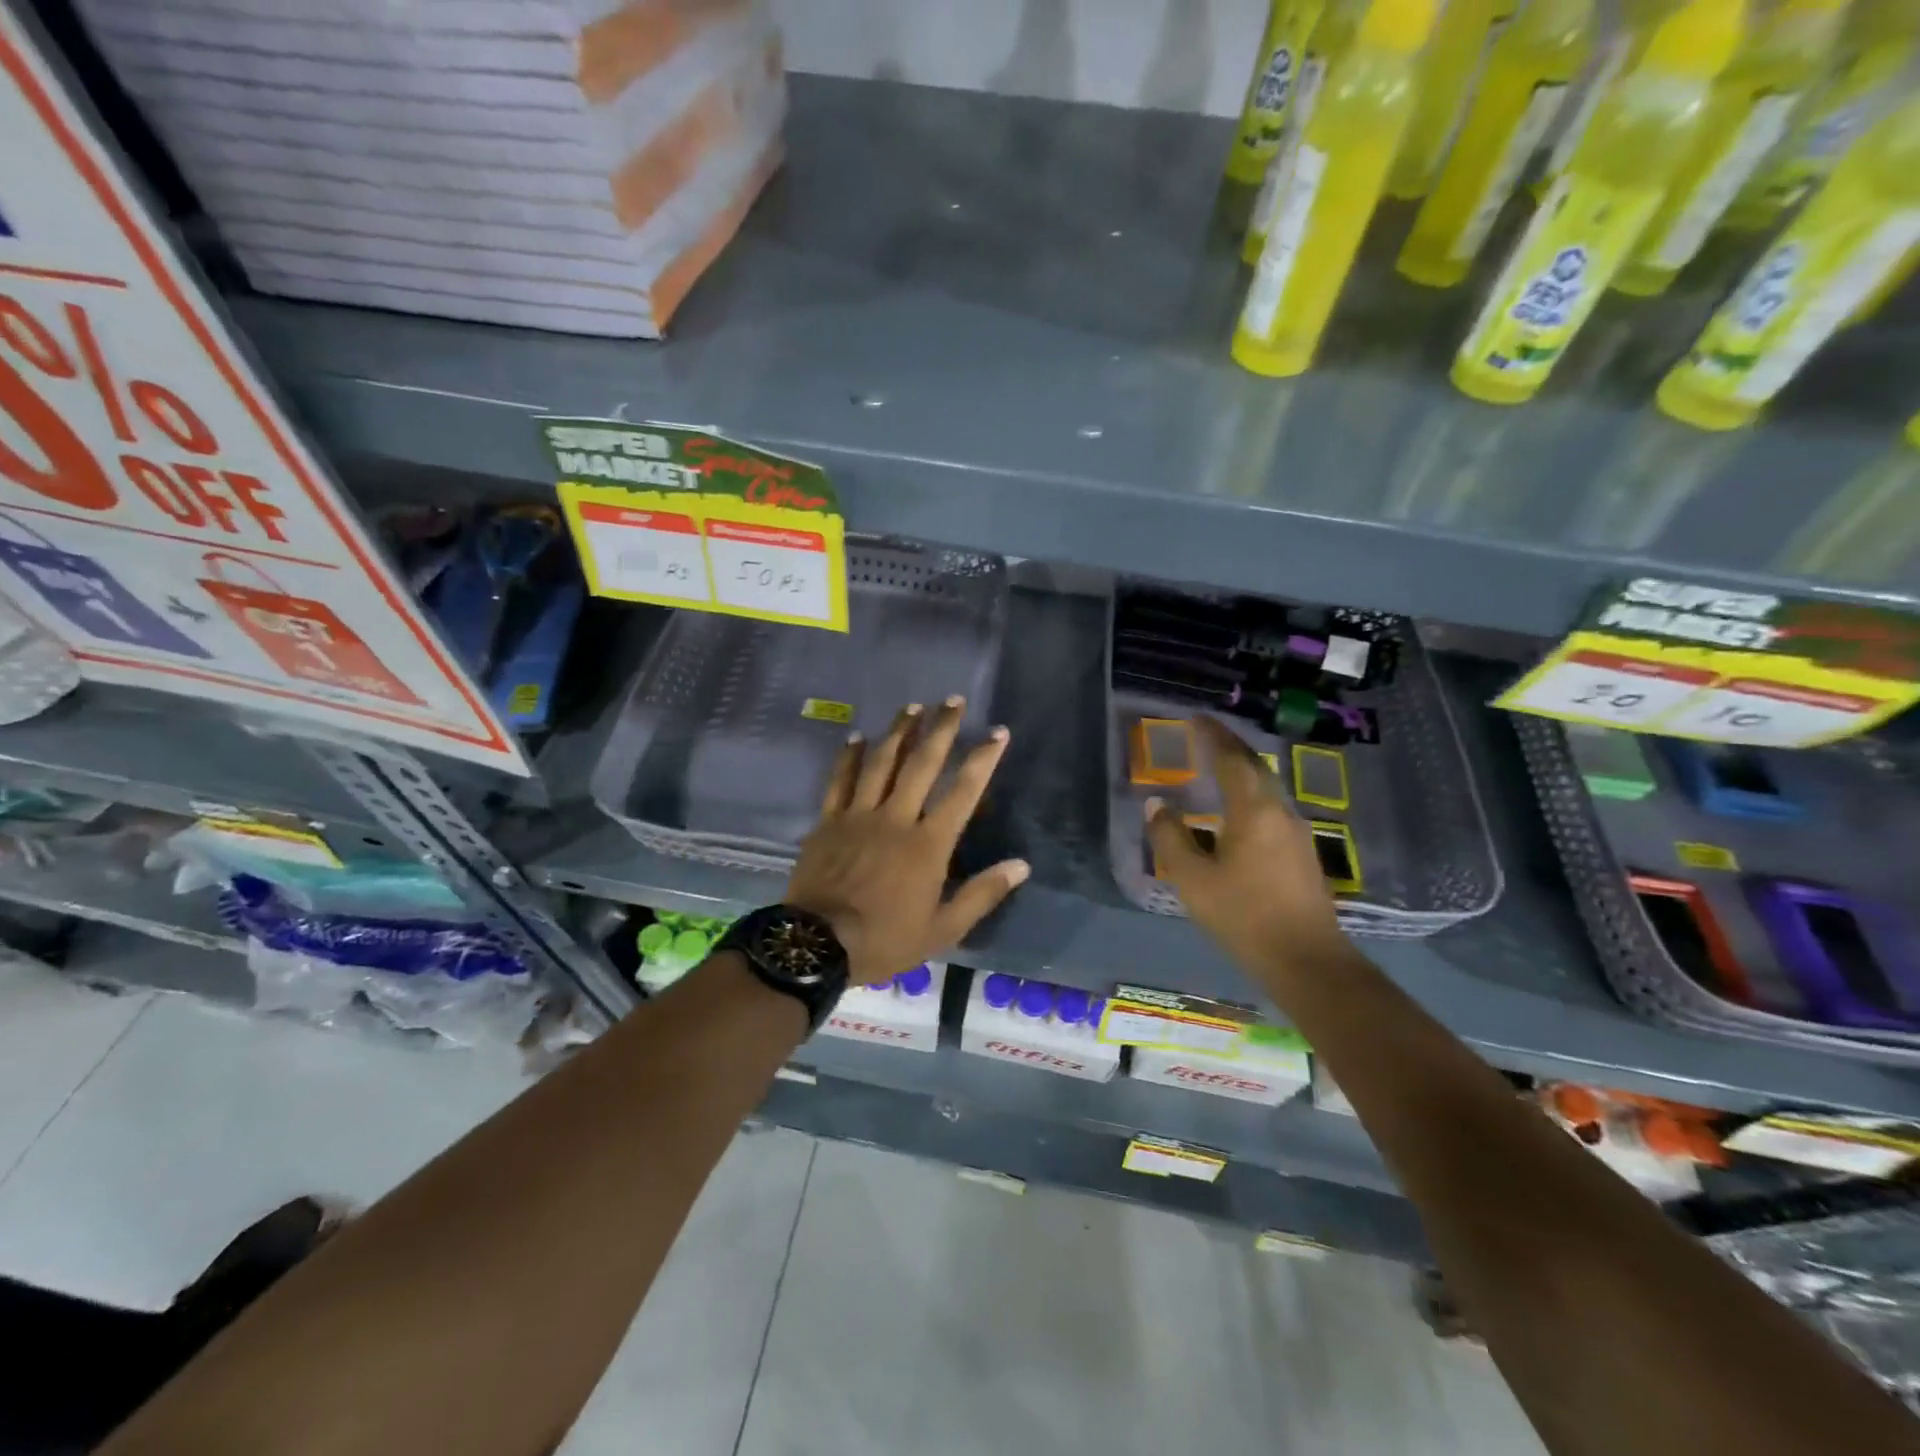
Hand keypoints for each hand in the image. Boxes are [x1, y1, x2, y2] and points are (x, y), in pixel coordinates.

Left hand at [785, 697, 1029, 985]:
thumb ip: (982, 894)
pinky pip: (840, 780)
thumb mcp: (943, 929)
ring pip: (882, 762)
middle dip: (941, 729)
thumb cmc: (886, 939)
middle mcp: (896, 818)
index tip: (997, 732)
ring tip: (913, 707)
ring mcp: (859, 815)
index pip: (964, 792)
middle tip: (953, 700)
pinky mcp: (829, 821)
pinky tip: (857, 736)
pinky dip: (850, 756)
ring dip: (899, 732)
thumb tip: (1021, 866)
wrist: (818, 945)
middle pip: (922, 764)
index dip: (983, 759)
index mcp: (928, 844)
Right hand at [1145, 716, 1346, 975]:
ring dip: (1242, 772)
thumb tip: (1157, 805)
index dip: (1213, 737)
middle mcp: (1280, 812)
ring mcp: (1296, 834)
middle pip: (1255, 768)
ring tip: (1218, 768)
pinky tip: (1237, 812)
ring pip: (1267, 789)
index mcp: (1254, 811)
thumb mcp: (1193, 879)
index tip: (1196, 718)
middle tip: (1207, 735)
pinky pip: (1272, 809)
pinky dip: (1250, 796)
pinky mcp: (1301, 854)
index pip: (1232, 760)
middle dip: (1231, 748)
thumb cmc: (1243, 916)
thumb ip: (1171, 838)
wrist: (1305, 961)